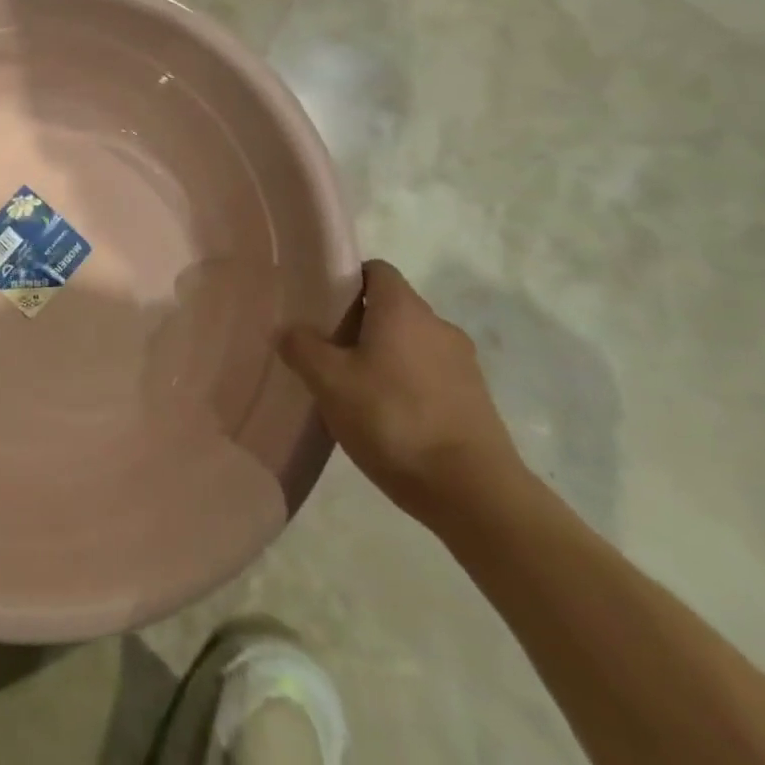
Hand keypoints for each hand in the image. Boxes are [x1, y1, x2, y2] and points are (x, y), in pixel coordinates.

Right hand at [279, 260, 525, 529]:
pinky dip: (408, 387)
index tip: (322, 305)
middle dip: (360, 323)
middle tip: (329, 351)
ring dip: (385, 358)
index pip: (375, 270)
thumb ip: (302, 347)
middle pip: (392, 308)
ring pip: (412, 345)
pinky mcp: (476, 402)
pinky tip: (388, 420)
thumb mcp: (329, 382)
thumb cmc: (394, 420)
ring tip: (356, 391)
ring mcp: (463, 365)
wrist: (475, 495)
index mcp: (403, 308)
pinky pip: (431, 377)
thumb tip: (288, 330)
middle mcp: (438, 325)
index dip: (346, 280)